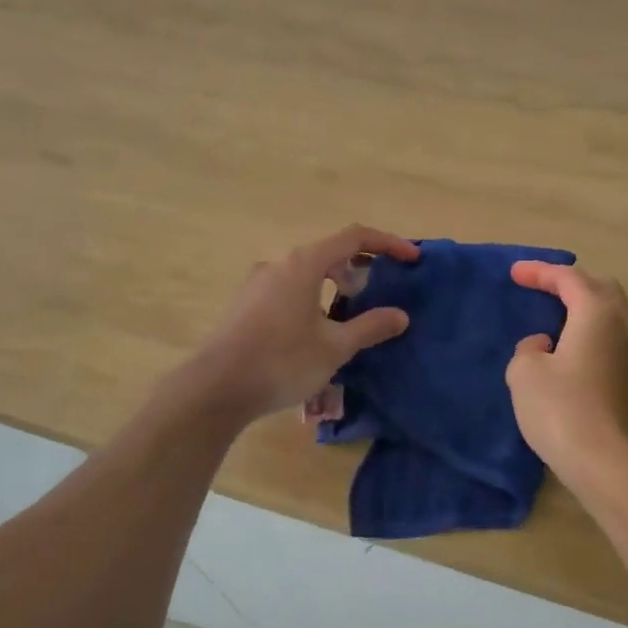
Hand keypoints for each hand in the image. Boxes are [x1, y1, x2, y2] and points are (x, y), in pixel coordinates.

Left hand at [189, 225, 419, 421]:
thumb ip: (370, 327)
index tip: (412, 259)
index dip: (387, 243)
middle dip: (359, 268)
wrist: (215, 389)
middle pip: (329, 253)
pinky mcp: (246, 304)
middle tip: (377, 294)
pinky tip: (315, 331)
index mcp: (303, 264)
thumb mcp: (334, 348)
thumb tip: (400, 316)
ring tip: (348, 317)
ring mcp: (257, 283)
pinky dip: (312, 297)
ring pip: (306, 272)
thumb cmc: (282, 362)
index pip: (354, 237)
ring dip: (334, 285)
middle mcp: (279, 264)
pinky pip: (289, 288)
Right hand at [505, 261, 627, 502]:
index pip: (569, 278)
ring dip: (582, 307)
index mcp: (598, 314)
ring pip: (610, 314)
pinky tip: (568, 349)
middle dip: (569, 283)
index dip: (540, 272)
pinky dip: (589, 331)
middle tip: (540, 288)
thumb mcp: (525, 373)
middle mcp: (624, 326)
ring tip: (553, 315)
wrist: (610, 467)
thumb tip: (545, 346)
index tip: (514, 273)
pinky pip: (611, 339)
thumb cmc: (563, 411)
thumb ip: (528, 349)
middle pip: (600, 288)